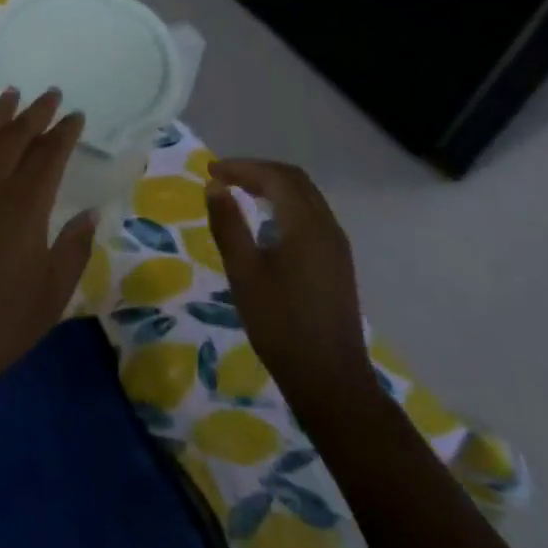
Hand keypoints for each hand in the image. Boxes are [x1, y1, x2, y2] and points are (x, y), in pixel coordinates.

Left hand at [0, 89, 94, 405]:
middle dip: (35, 113)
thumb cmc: (1, 323)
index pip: (49, 155)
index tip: (76, 115)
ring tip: (12, 94)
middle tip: (51, 94)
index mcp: (25, 206)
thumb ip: (73, 248)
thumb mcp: (52, 294)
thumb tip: (88, 213)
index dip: (64, 133)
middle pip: (15, 138)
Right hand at [204, 159, 373, 419]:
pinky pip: (310, 215)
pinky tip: (264, 221)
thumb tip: (215, 187)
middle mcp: (327, 227)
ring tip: (238, 192)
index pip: (275, 177)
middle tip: (222, 177)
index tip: (210, 171)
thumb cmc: (280, 324)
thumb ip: (228, 225)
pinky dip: (284, 204)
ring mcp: (336, 246)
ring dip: (272, 186)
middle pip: (294, 180)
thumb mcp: (244, 273)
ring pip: (305, 197)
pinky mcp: (337, 263)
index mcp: (306, 225)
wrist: (330, 379)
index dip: (242, 167)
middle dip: (257, 171)